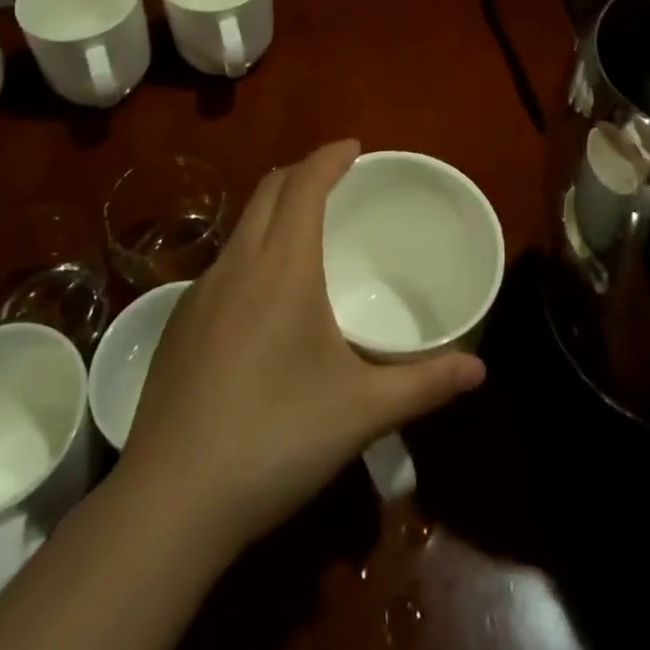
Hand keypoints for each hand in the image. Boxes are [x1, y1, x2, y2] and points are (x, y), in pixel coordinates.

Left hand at [118, 140, 486, 553]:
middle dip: (302, 172)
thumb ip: (424, 385)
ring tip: (304, 234)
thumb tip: (479, 371)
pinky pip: (222, 264)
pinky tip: (262, 301)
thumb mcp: (361, 411)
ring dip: (274, 210)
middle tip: (335, 180)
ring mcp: (199, 293)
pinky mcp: (177, 326)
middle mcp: (238, 264)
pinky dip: (250, 251)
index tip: (353, 147)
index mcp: (283, 267)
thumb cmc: (276, 439)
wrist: (170, 502)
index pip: (304, 184)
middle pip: (268, 190)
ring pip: (241, 226)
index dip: (329, 156)